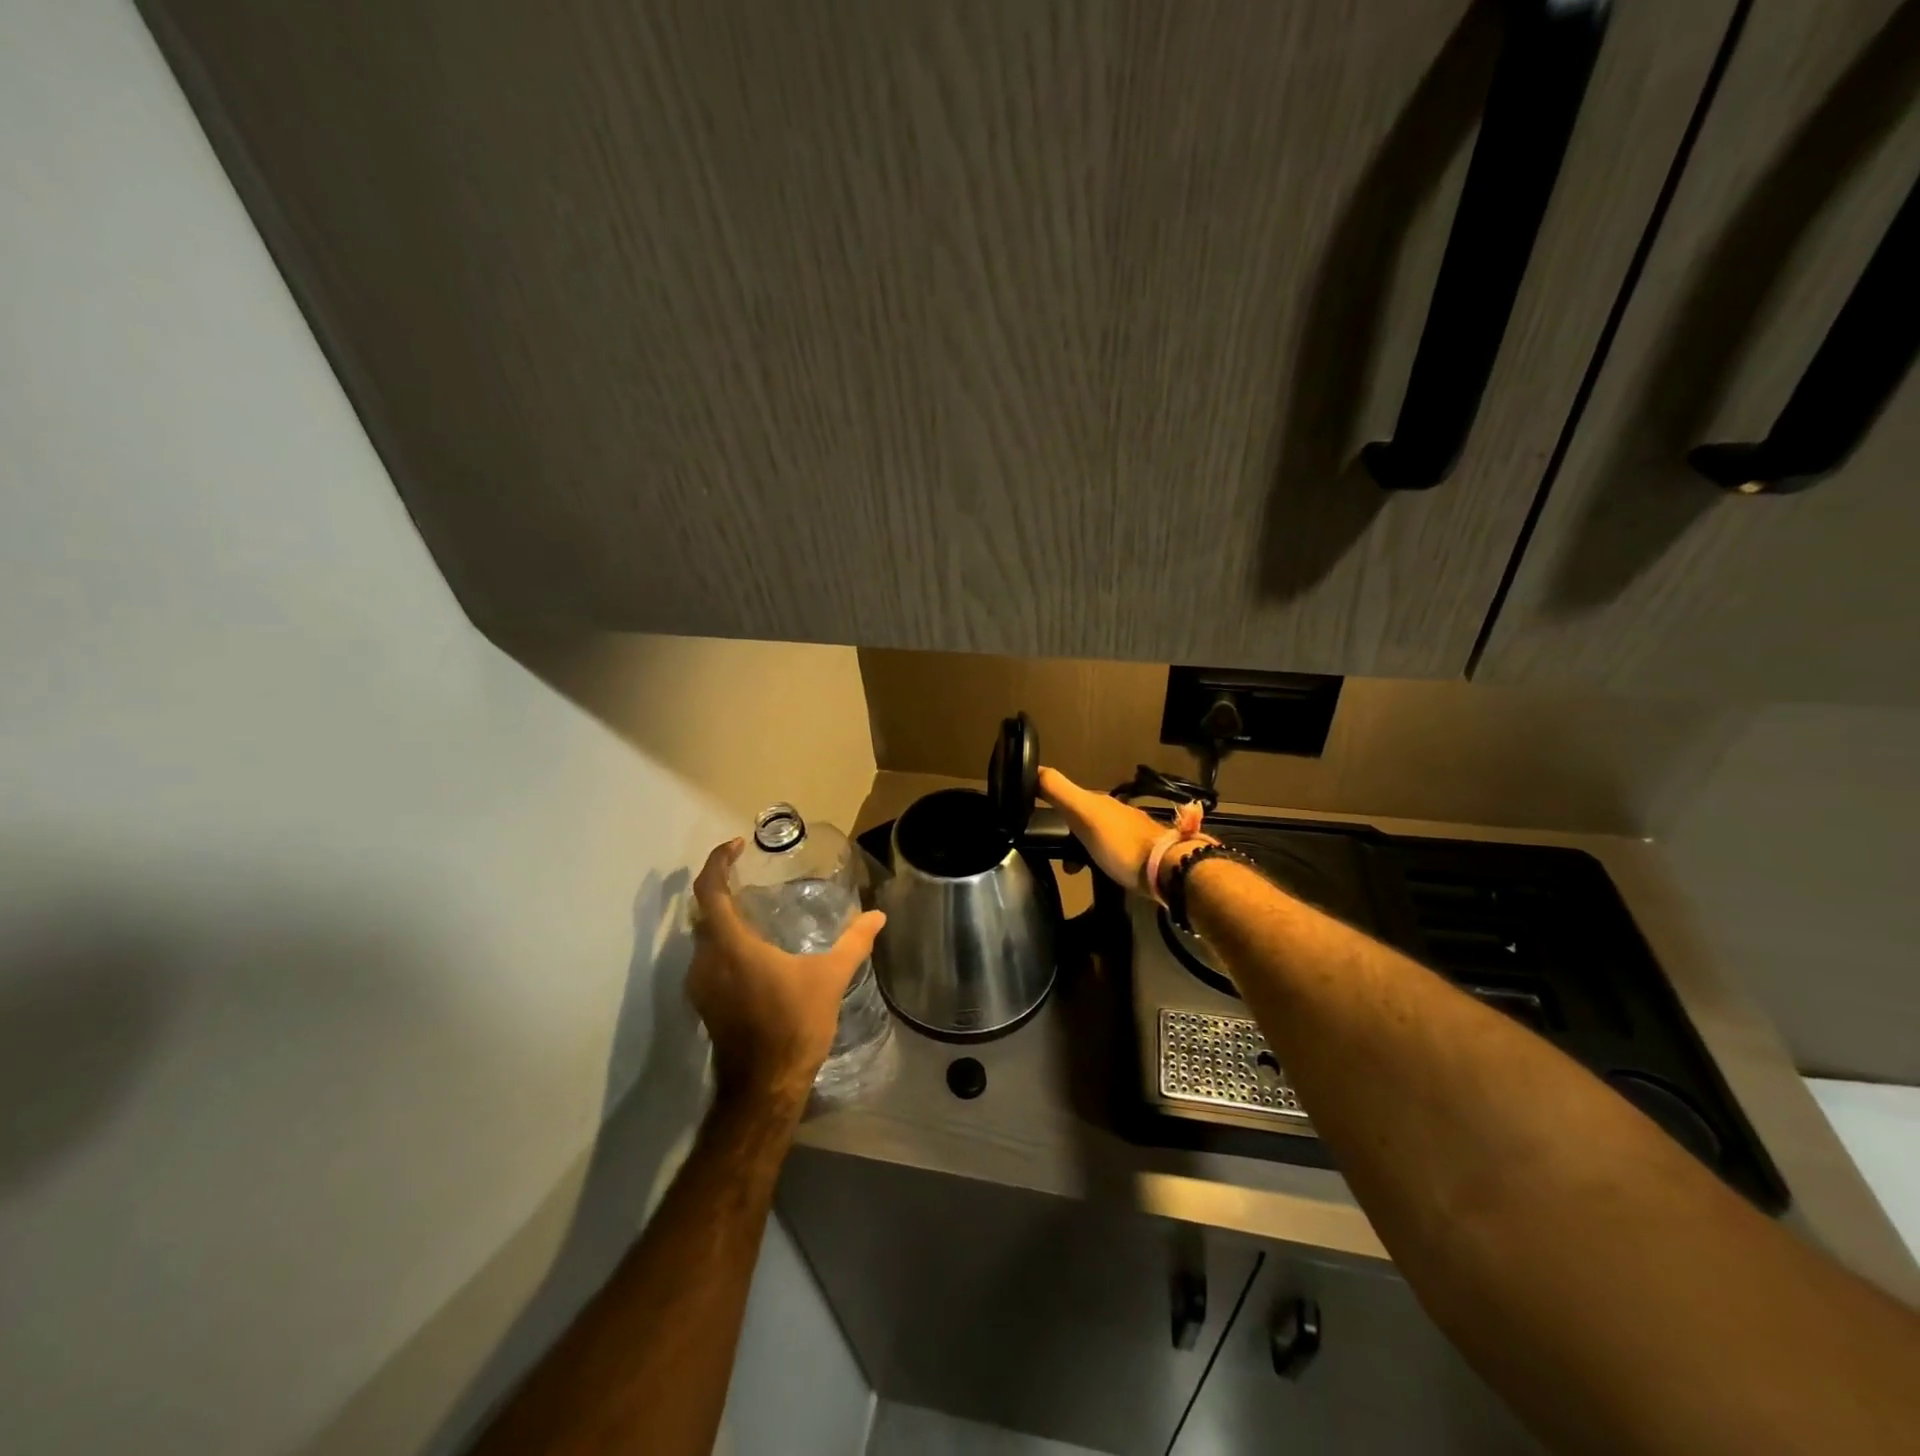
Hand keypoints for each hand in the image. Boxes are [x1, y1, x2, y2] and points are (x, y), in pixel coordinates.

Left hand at [688, 839, 886, 1116]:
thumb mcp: (829, 979)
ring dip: (724, 919)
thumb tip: (878, 916)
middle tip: (751, 876)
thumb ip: (853, 943)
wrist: (764, 1087)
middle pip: (704, 912)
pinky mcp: (704, 1003)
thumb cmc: (794, 1025)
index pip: (710, 891)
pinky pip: (709, 959)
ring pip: (705, 938)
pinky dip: (725, 945)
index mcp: (731, 947)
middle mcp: (706, 960)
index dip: (718, 862)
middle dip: (723, 889)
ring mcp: (700, 985)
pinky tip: (755, 952)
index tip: (737, 846)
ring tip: (757, 911)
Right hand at [1037, 766, 1208, 897]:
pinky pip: (1109, 853)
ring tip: (1071, 868)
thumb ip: (1058, 791)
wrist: (1168, 870)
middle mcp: (1115, 813)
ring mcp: (1130, 834)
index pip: (1067, 795)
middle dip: (1064, 830)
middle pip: (1082, 817)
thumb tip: (1032, 768)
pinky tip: (1096, 873)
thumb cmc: (1121, 843)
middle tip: (1051, 851)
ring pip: (1095, 836)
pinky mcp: (1140, 856)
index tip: (1030, 814)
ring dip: (1080, 848)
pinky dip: (1096, 860)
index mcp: (1100, 801)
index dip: (1049, 800)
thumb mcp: (1084, 813)